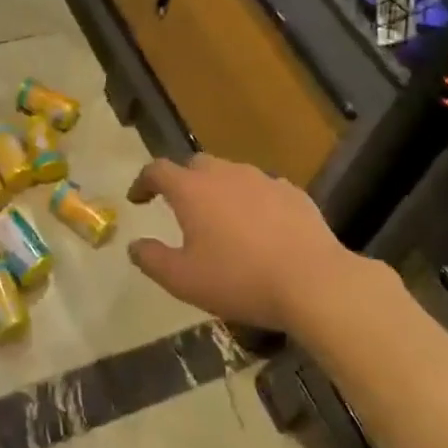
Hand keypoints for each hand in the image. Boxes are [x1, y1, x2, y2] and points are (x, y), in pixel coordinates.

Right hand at [125, 155, 365, 333]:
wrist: (313, 282)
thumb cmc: (239, 280)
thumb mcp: (183, 280)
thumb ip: (152, 259)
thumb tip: (135, 246)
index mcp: (192, 190)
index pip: (158, 170)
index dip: (143, 182)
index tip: (138, 199)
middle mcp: (225, 174)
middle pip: (196, 165)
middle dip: (183, 182)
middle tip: (181, 209)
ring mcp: (263, 180)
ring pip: (232, 175)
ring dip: (220, 191)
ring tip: (222, 220)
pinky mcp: (294, 193)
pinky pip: (263, 190)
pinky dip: (253, 202)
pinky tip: (261, 228)